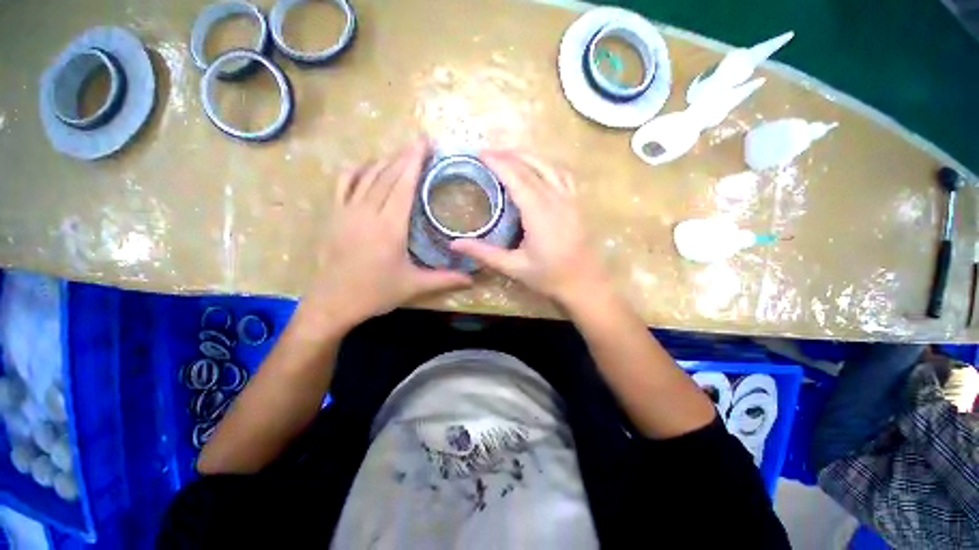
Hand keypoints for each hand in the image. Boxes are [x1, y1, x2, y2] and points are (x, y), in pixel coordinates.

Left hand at [299, 141, 471, 334]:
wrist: (334, 302)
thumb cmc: (376, 292)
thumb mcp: (414, 286)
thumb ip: (445, 280)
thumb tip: (473, 280)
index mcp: (390, 228)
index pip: (404, 186)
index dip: (415, 162)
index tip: (424, 143)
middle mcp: (368, 213)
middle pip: (387, 176)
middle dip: (404, 156)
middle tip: (419, 143)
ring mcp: (348, 212)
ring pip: (367, 177)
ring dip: (385, 162)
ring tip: (400, 154)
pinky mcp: (335, 216)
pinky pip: (344, 184)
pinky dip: (357, 171)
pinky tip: (367, 167)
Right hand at [451, 152, 608, 305]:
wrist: (584, 284)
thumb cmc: (549, 276)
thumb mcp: (513, 267)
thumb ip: (484, 253)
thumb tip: (454, 245)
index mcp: (539, 212)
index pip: (517, 177)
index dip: (498, 162)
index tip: (480, 154)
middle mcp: (556, 199)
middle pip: (532, 166)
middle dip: (509, 155)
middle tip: (488, 153)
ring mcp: (570, 199)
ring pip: (549, 166)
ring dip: (528, 156)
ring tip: (509, 156)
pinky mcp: (577, 203)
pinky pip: (563, 174)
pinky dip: (547, 165)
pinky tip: (538, 168)